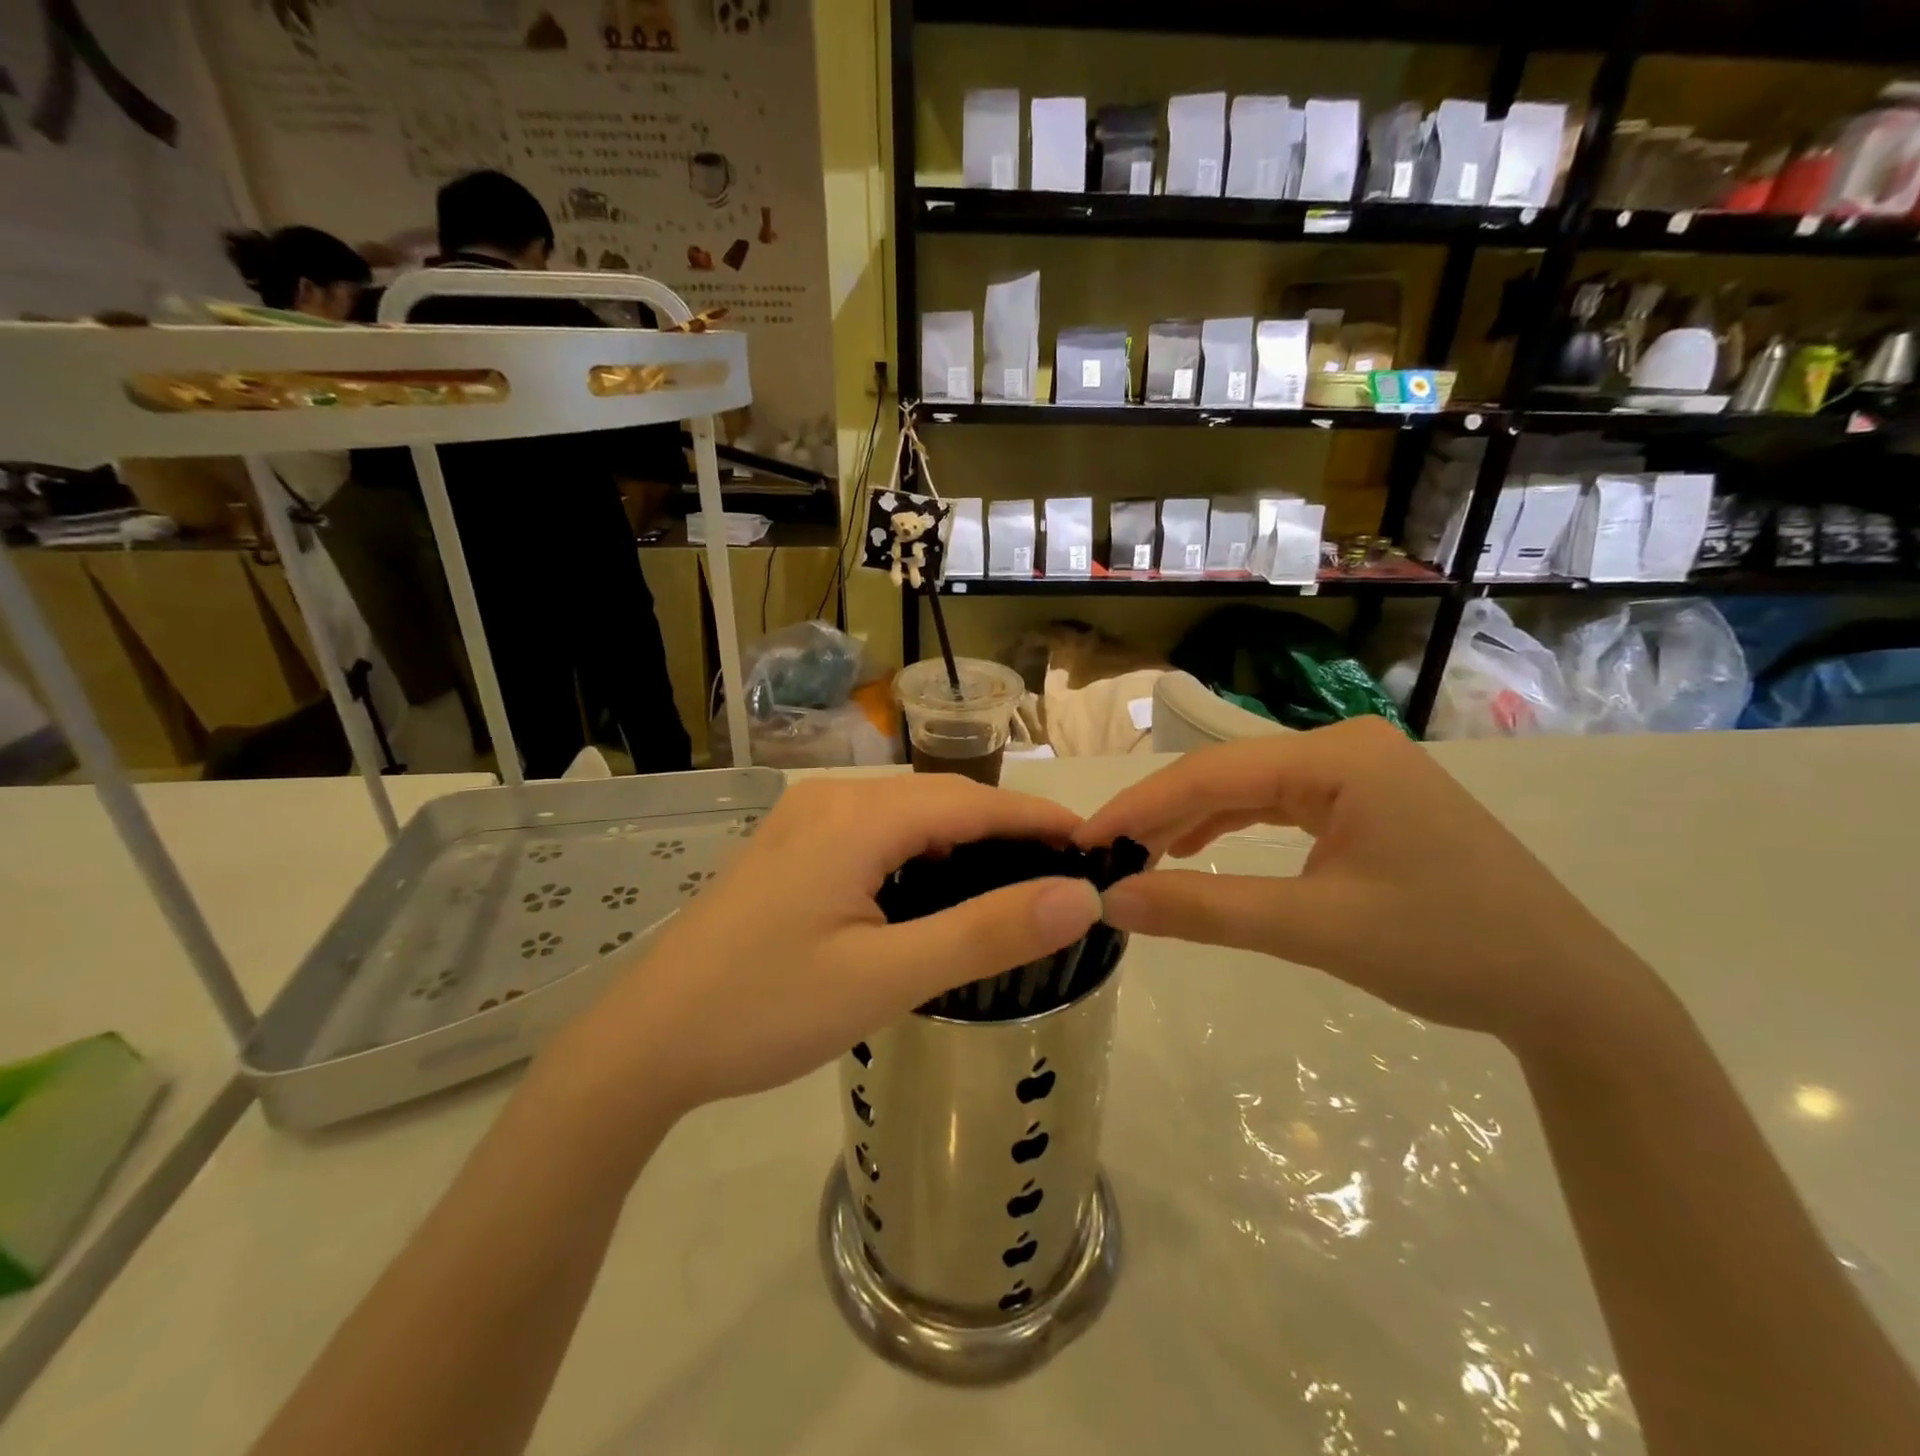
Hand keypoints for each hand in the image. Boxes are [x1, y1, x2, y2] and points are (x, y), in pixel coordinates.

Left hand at [552, 776, 1102, 1127]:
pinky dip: (921, 854)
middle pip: (941, 802)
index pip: (974, 802)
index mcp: (858, 817)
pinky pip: (876, 836)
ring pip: (908, 817)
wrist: (647, 1042)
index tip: (1096, 846)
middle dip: (1007, 830)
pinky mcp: (791, 850)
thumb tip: (1079, 898)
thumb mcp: (887, 977)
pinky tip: (938, 891)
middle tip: (1065, 874)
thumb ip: (986, 932)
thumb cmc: (766, 1009)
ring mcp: (805, 822)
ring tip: (1017, 881)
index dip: (1038, 820)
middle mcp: (832, 800)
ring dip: (964, 842)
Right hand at [1075, 717, 1662, 1053]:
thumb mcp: (1315, 928)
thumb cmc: (1447, 950)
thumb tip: (1113, 902)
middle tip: (1103, 856)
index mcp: (1339, 757)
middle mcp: (1346, 747)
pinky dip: (1233, 829)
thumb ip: (1206, 909)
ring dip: (1192, 822)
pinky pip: (1279, 806)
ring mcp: (1360, 772)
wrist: (1568, 993)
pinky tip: (1198, 848)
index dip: (1140, 807)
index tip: (1084, 841)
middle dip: (1161, 815)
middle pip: (1227, 775)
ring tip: (1139, 857)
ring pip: (1249, 790)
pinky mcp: (1367, 801)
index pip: (1212, 774)